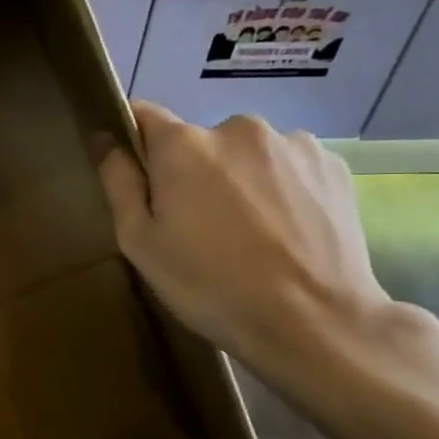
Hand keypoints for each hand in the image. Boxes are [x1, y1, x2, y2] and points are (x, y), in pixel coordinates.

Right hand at [95, 104, 396, 375]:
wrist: (314, 323)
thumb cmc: (209, 285)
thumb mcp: (140, 243)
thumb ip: (119, 183)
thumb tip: (104, 139)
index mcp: (183, 144)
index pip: (144, 115)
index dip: (135, 141)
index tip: (139, 176)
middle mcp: (238, 127)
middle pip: (199, 140)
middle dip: (194, 171)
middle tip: (200, 224)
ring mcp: (293, 143)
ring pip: (248, 153)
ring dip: (241, 178)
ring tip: (251, 232)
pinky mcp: (333, 165)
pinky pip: (290, 167)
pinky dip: (282, 189)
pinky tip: (286, 231)